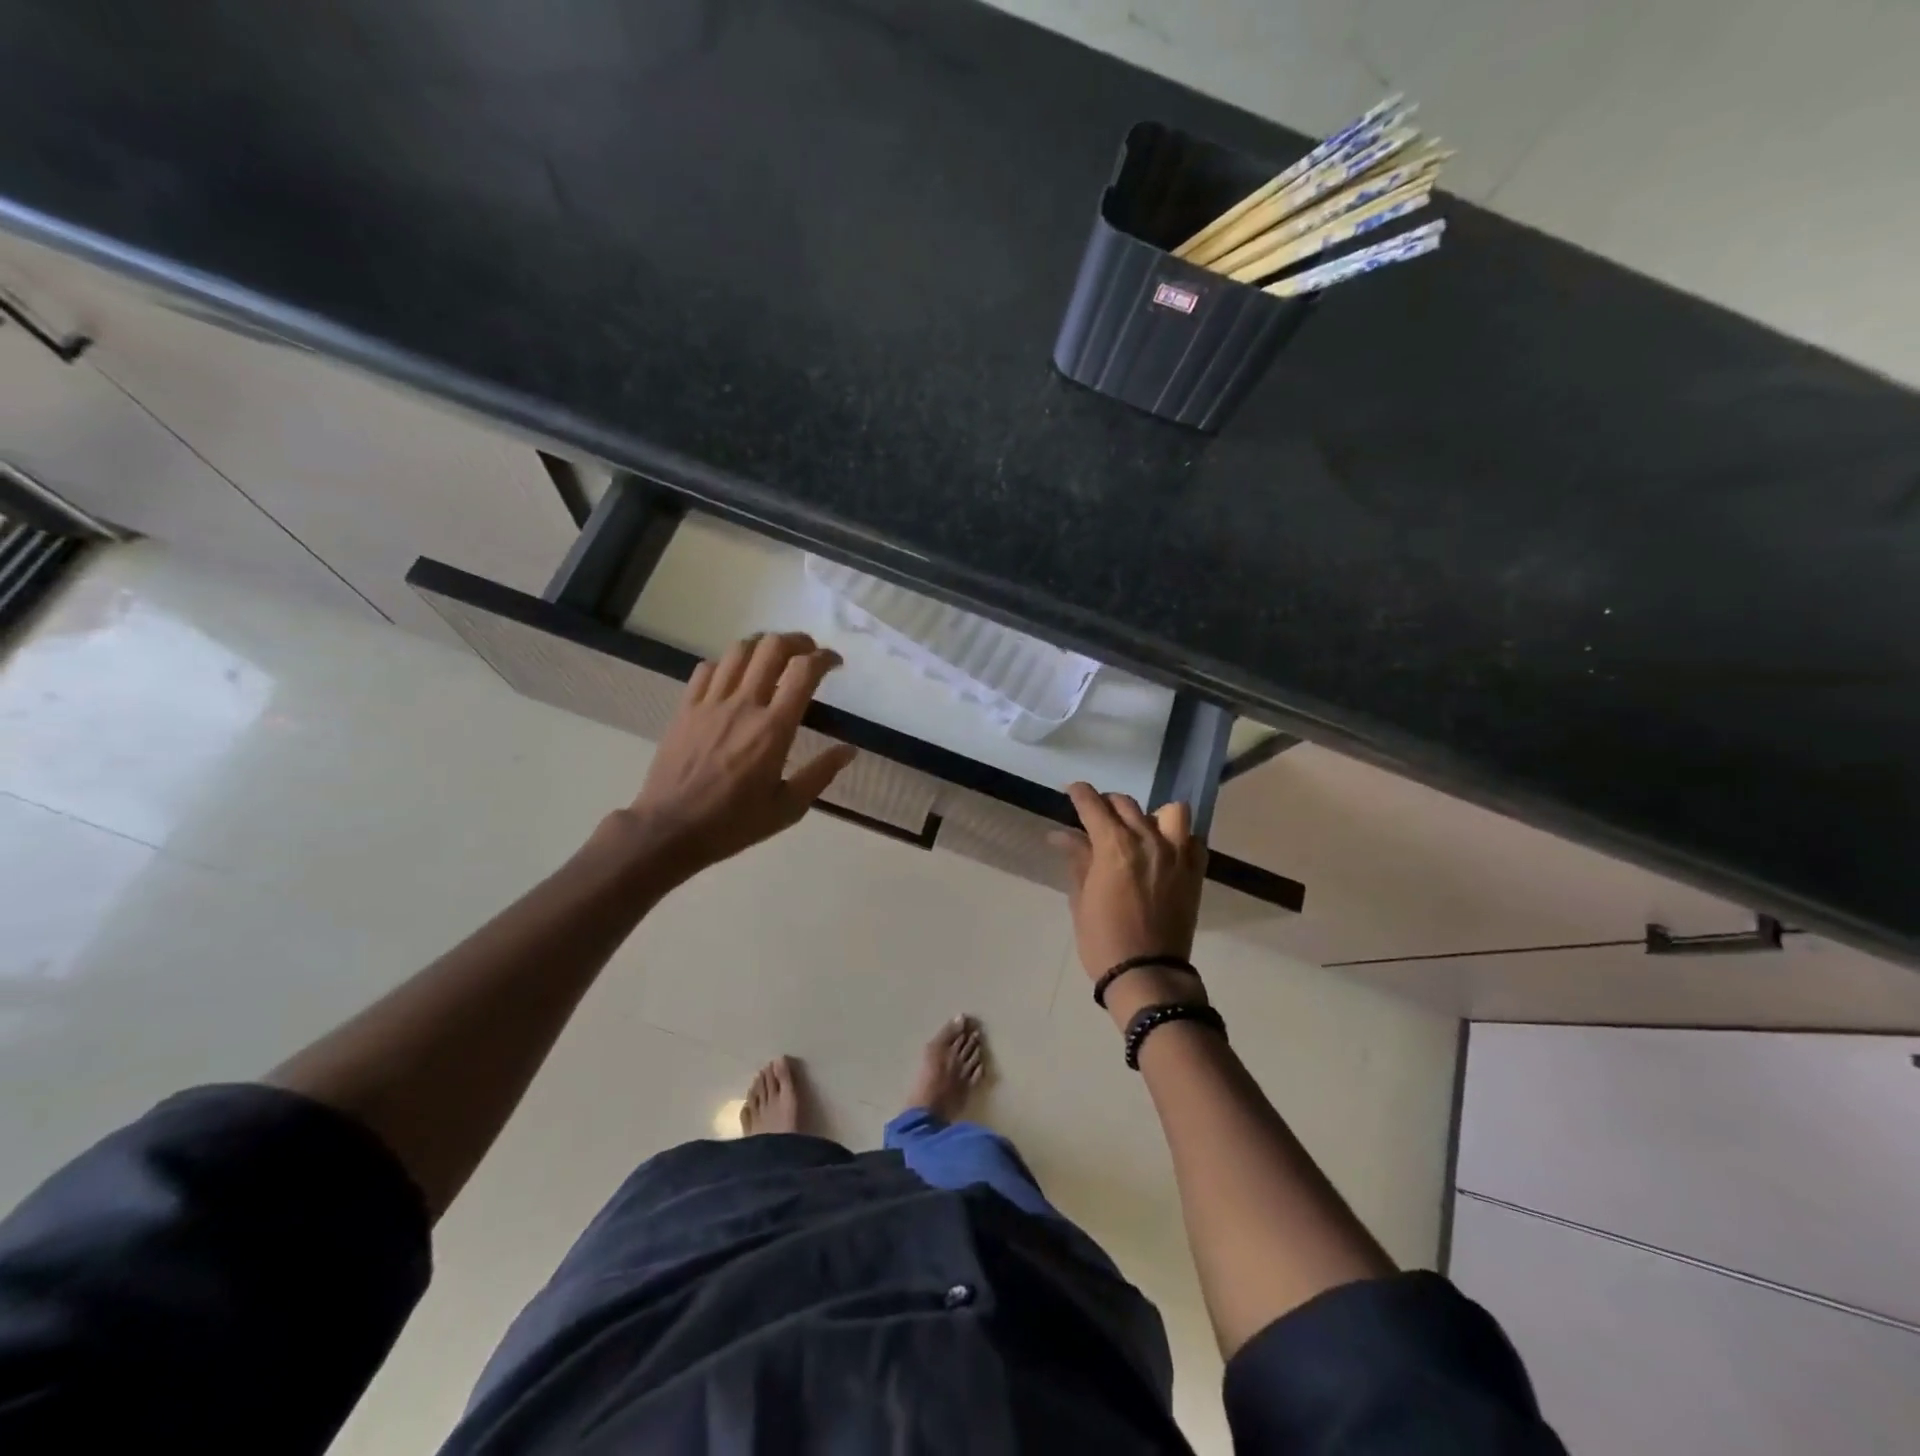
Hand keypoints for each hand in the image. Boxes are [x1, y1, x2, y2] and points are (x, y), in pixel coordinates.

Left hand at [612, 632, 855, 885]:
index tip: (835, 664)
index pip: (804, 672)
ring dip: (763, 645)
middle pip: (772, 647)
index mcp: (774, 729)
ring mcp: (710, 703)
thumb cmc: (734, 823)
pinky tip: (735, 678)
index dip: (824, 658)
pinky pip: (708, 668)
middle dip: (797, 641)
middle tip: (809, 654)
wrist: (670, 829)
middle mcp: (744, 705)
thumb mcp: (788, 808)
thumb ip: (821, 774)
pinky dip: (728, 663)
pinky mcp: (686, 708)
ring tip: (775, 657)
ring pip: (739, 650)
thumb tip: (849, 749)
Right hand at [1054, 782, 1207, 996]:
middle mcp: (1148, 839)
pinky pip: (1193, 840)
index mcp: (1114, 845)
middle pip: (1126, 804)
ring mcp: (1177, 854)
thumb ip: (1077, 859)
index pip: (1093, 804)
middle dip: (1107, 804)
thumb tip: (1061, 834)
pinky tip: (1165, 851)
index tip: (1072, 791)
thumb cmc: (1103, 939)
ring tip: (1139, 831)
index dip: (1079, 793)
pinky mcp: (1195, 872)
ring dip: (1150, 815)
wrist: (1147, 974)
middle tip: (1096, 817)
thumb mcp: (1081, 898)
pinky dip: (1179, 838)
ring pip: (1170, 811)